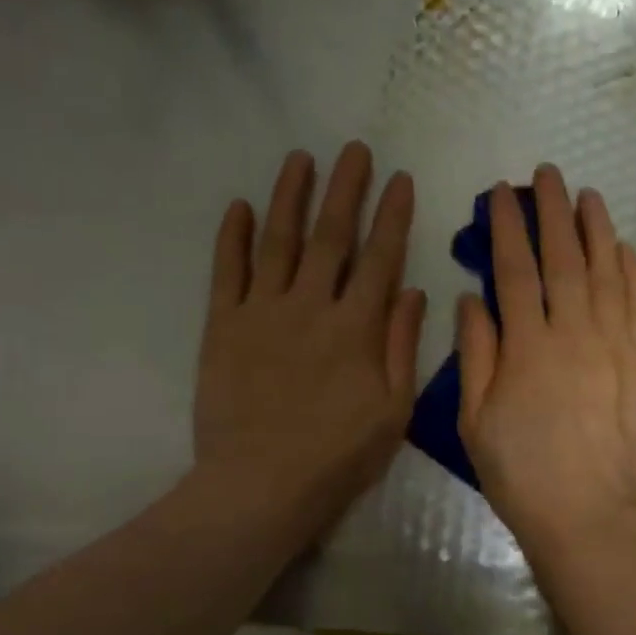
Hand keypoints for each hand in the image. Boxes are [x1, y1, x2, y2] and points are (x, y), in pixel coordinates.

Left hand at [190, 142, 425, 534]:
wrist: (262, 485)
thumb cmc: (339, 455)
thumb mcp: (393, 409)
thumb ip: (402, 346)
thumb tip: (413, 292)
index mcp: (357, 327)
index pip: (381, 257)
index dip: (392, 215)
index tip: (400, 178)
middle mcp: (310, 306)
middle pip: (331, 235)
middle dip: (346, 189)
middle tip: (354, 150)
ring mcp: (262, 312)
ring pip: (278, 241)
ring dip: (290, 196)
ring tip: (301, 158)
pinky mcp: (223, 327)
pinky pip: (227, 271)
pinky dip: (232, 237)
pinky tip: (238, 206)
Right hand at [457, 165, 635, 566]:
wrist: (590, 515)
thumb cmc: (522, 474)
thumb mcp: (475, 421)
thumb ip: (474, 354)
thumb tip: (471, 298)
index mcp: (526, 346)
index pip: (514, 269)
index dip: (506, 226)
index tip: (500, 194)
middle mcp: (574, 332)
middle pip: (563, 257)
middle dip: (552, 210)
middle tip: (547, 174)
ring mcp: (617, 344)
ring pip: (607, 271)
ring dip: (596, 228)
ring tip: (587, 196)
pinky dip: (633, 271)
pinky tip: (625, 249)